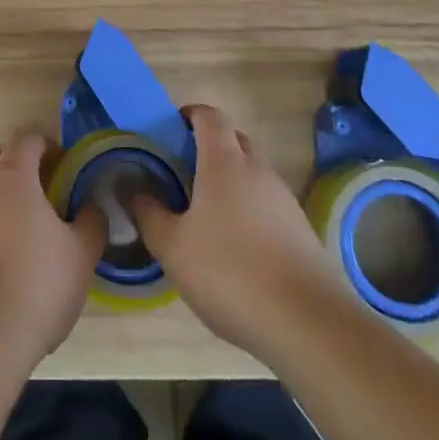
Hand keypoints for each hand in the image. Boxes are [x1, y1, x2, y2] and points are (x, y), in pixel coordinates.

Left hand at [0, 134, 105, 369]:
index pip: (27, 140)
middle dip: (19, 167)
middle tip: (45, 194)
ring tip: (28, 233)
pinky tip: (6, 263)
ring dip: (1, 199)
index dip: (49, 147)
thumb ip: (91, 222)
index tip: (67, 169)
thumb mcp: (81, 254)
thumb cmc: (38, 285)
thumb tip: (90, 206)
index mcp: (13, 177)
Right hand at [130, 104, 350, 362]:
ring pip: (251, 173)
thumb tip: (129, 185)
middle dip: (207, 147)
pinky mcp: (300, 230)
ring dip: (229, 181)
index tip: (169, 131)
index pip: (209, 116)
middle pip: (233, 140)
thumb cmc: (231, 272)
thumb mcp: (173, 247)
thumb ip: (147, 212)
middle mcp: (257, 169)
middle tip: (180, 173)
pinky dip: (248, 210)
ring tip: (203, 215)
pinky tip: (235, 248)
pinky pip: (267, 203)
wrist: (309, 324)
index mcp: (224, 161)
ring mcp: (284, 199)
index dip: (188, 115)